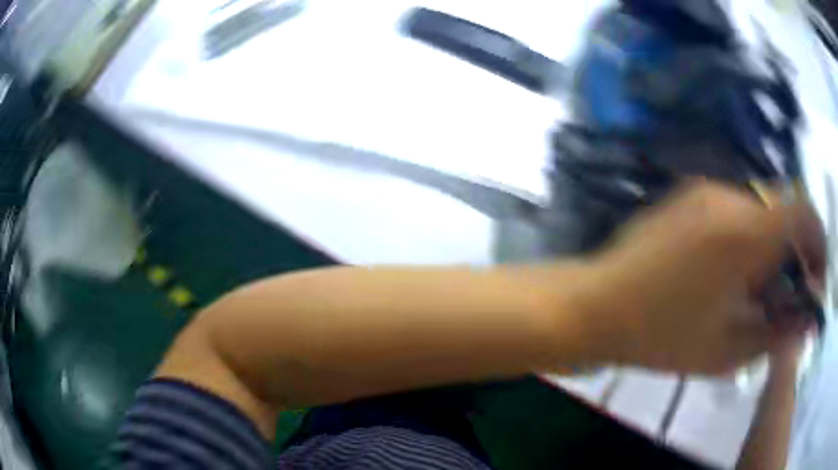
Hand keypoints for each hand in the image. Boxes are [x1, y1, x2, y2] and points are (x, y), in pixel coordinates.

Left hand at [582, 182, 823, 373]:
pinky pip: (736, 209)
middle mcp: (728, 197)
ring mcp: (704, 191)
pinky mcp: (688, 195)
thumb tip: (805, 320)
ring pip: (760, 209)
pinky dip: (749, 235)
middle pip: (783, 210)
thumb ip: (775, 333)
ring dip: (771, 244)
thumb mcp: (726, 351)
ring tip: (758, 288)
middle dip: (795, 250)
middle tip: (786, 293)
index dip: (817, 243)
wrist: (595, 305)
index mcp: (744, 232)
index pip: (802, 212)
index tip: (814, 278)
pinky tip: (732, 271)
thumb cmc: (660, 337)